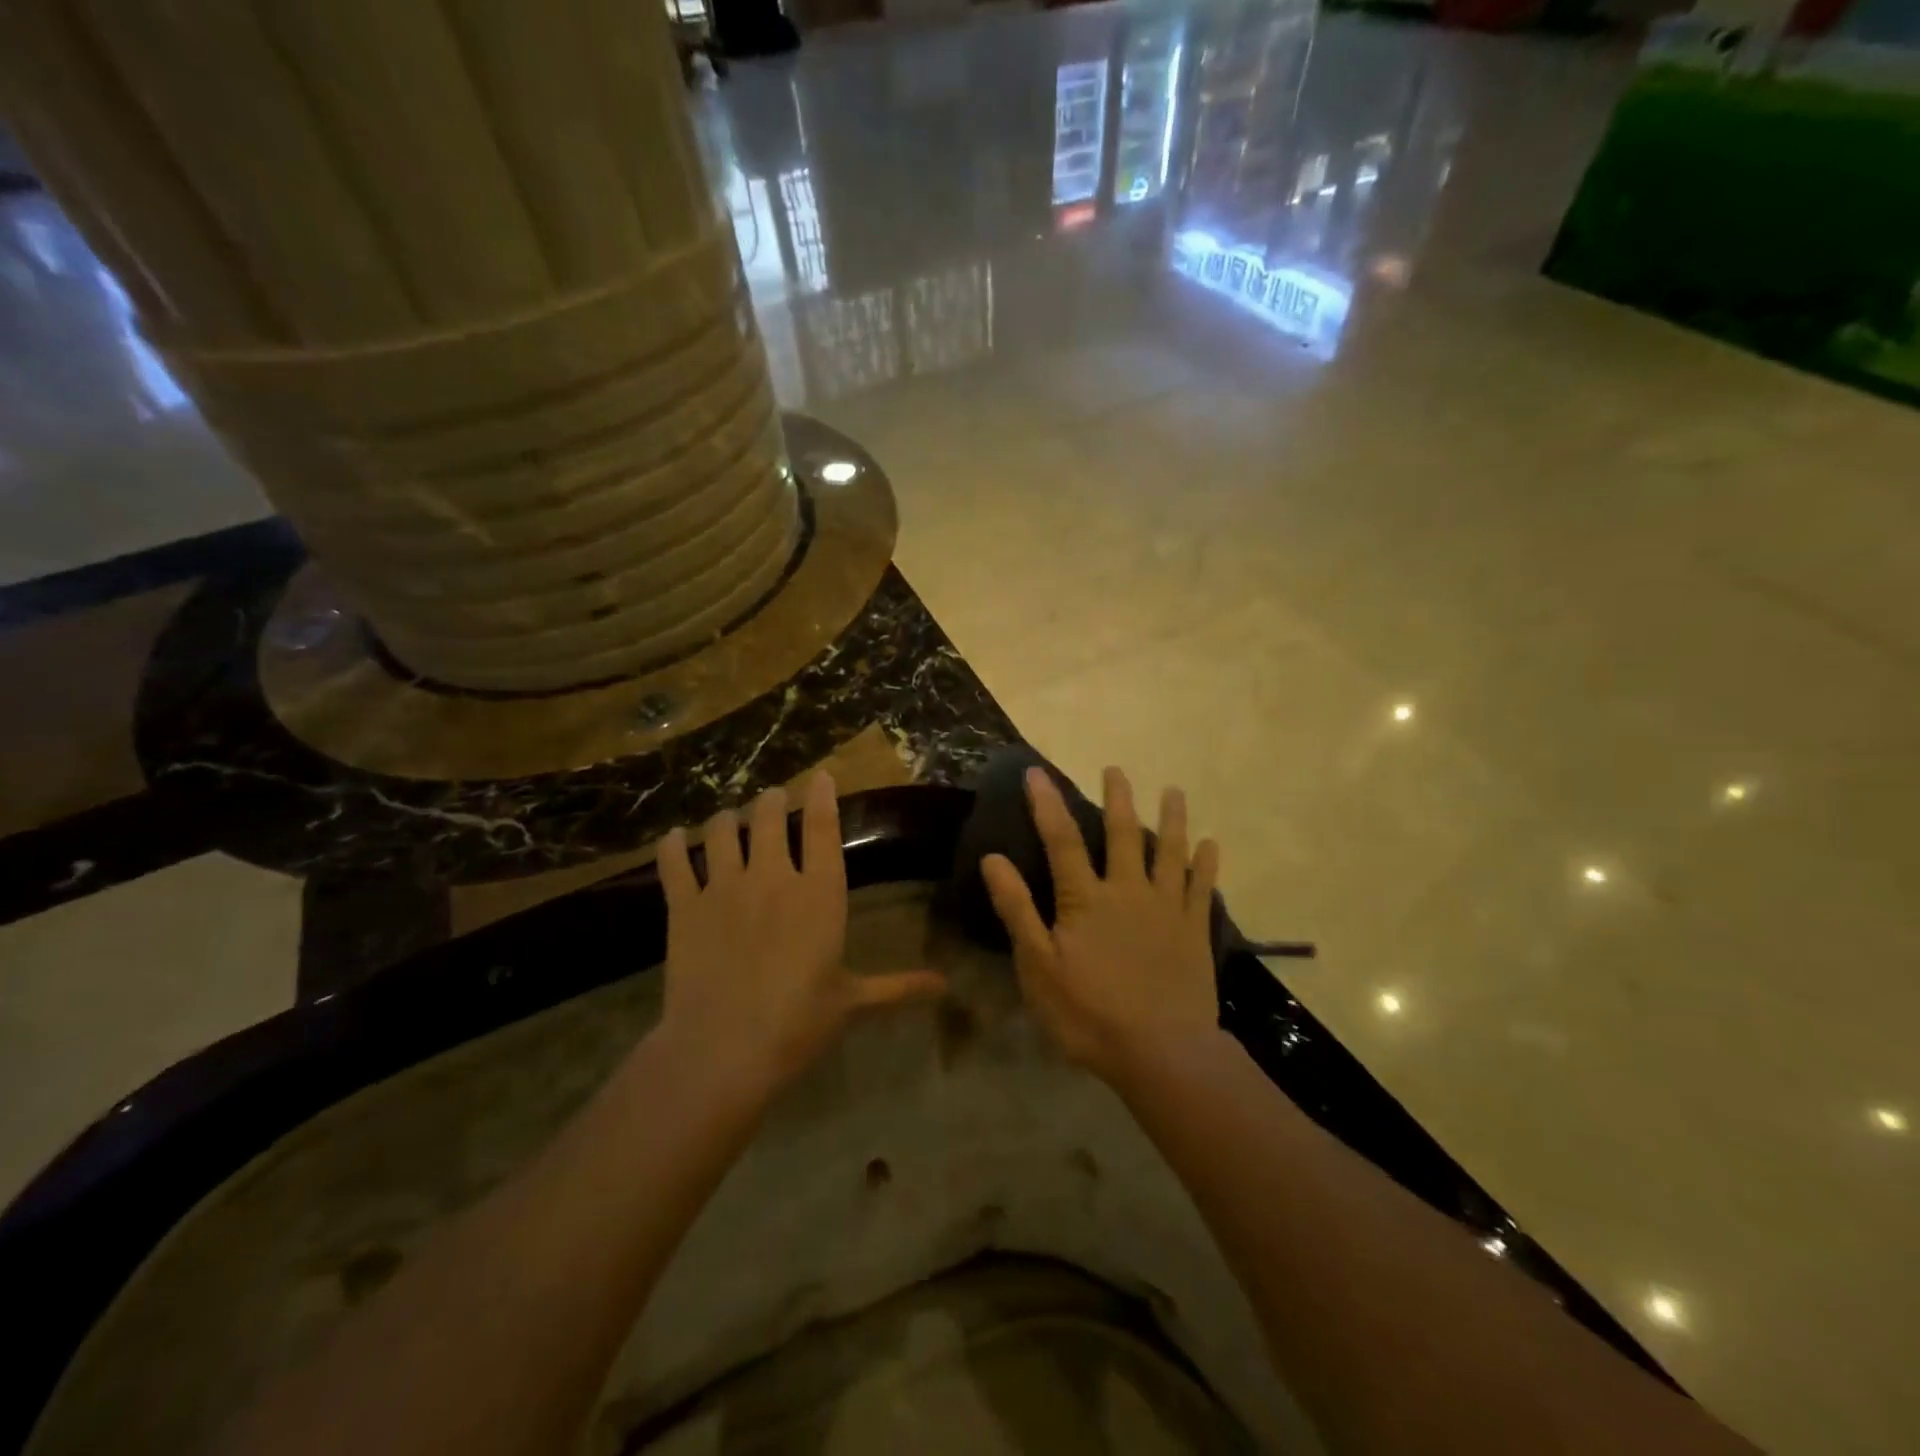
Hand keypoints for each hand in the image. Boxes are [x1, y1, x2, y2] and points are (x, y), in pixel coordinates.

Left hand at [656, 772, 947, 1095]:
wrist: (723, 1048)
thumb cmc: (798, 1023)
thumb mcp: (852, 1001)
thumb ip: (898, 986)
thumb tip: (946, 986)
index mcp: (818, 893)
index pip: (823, 828)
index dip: (822, 796)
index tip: (820, 776)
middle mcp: (772, 876)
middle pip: (768, 817)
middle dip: (772, 800)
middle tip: (773, 798)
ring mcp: (724, 887)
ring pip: (722, 831)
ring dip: (727, 818)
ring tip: (729, 818)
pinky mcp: (684, 906)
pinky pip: (675, 863)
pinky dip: (673, 846)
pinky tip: (674, 838)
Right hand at [981, 767, 1221, 1084]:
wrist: (1161, 1053)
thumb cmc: (1089, 1013)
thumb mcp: (1038, 967)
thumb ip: (1018, 910)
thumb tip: (994, 859)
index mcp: (1086, 899)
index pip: (1061, 839)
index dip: (1047, 803)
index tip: (1037, 772)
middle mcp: (1128, 891)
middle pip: (1122, 834)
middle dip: (1118, 799)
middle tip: (1116, 770)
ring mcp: (1166, 908)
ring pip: (1169, 852)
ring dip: (1171, 819)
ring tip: (1174, 791)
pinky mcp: (1195, 930)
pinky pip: (1203, 888)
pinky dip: (1207, 864)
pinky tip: (1212, 844)